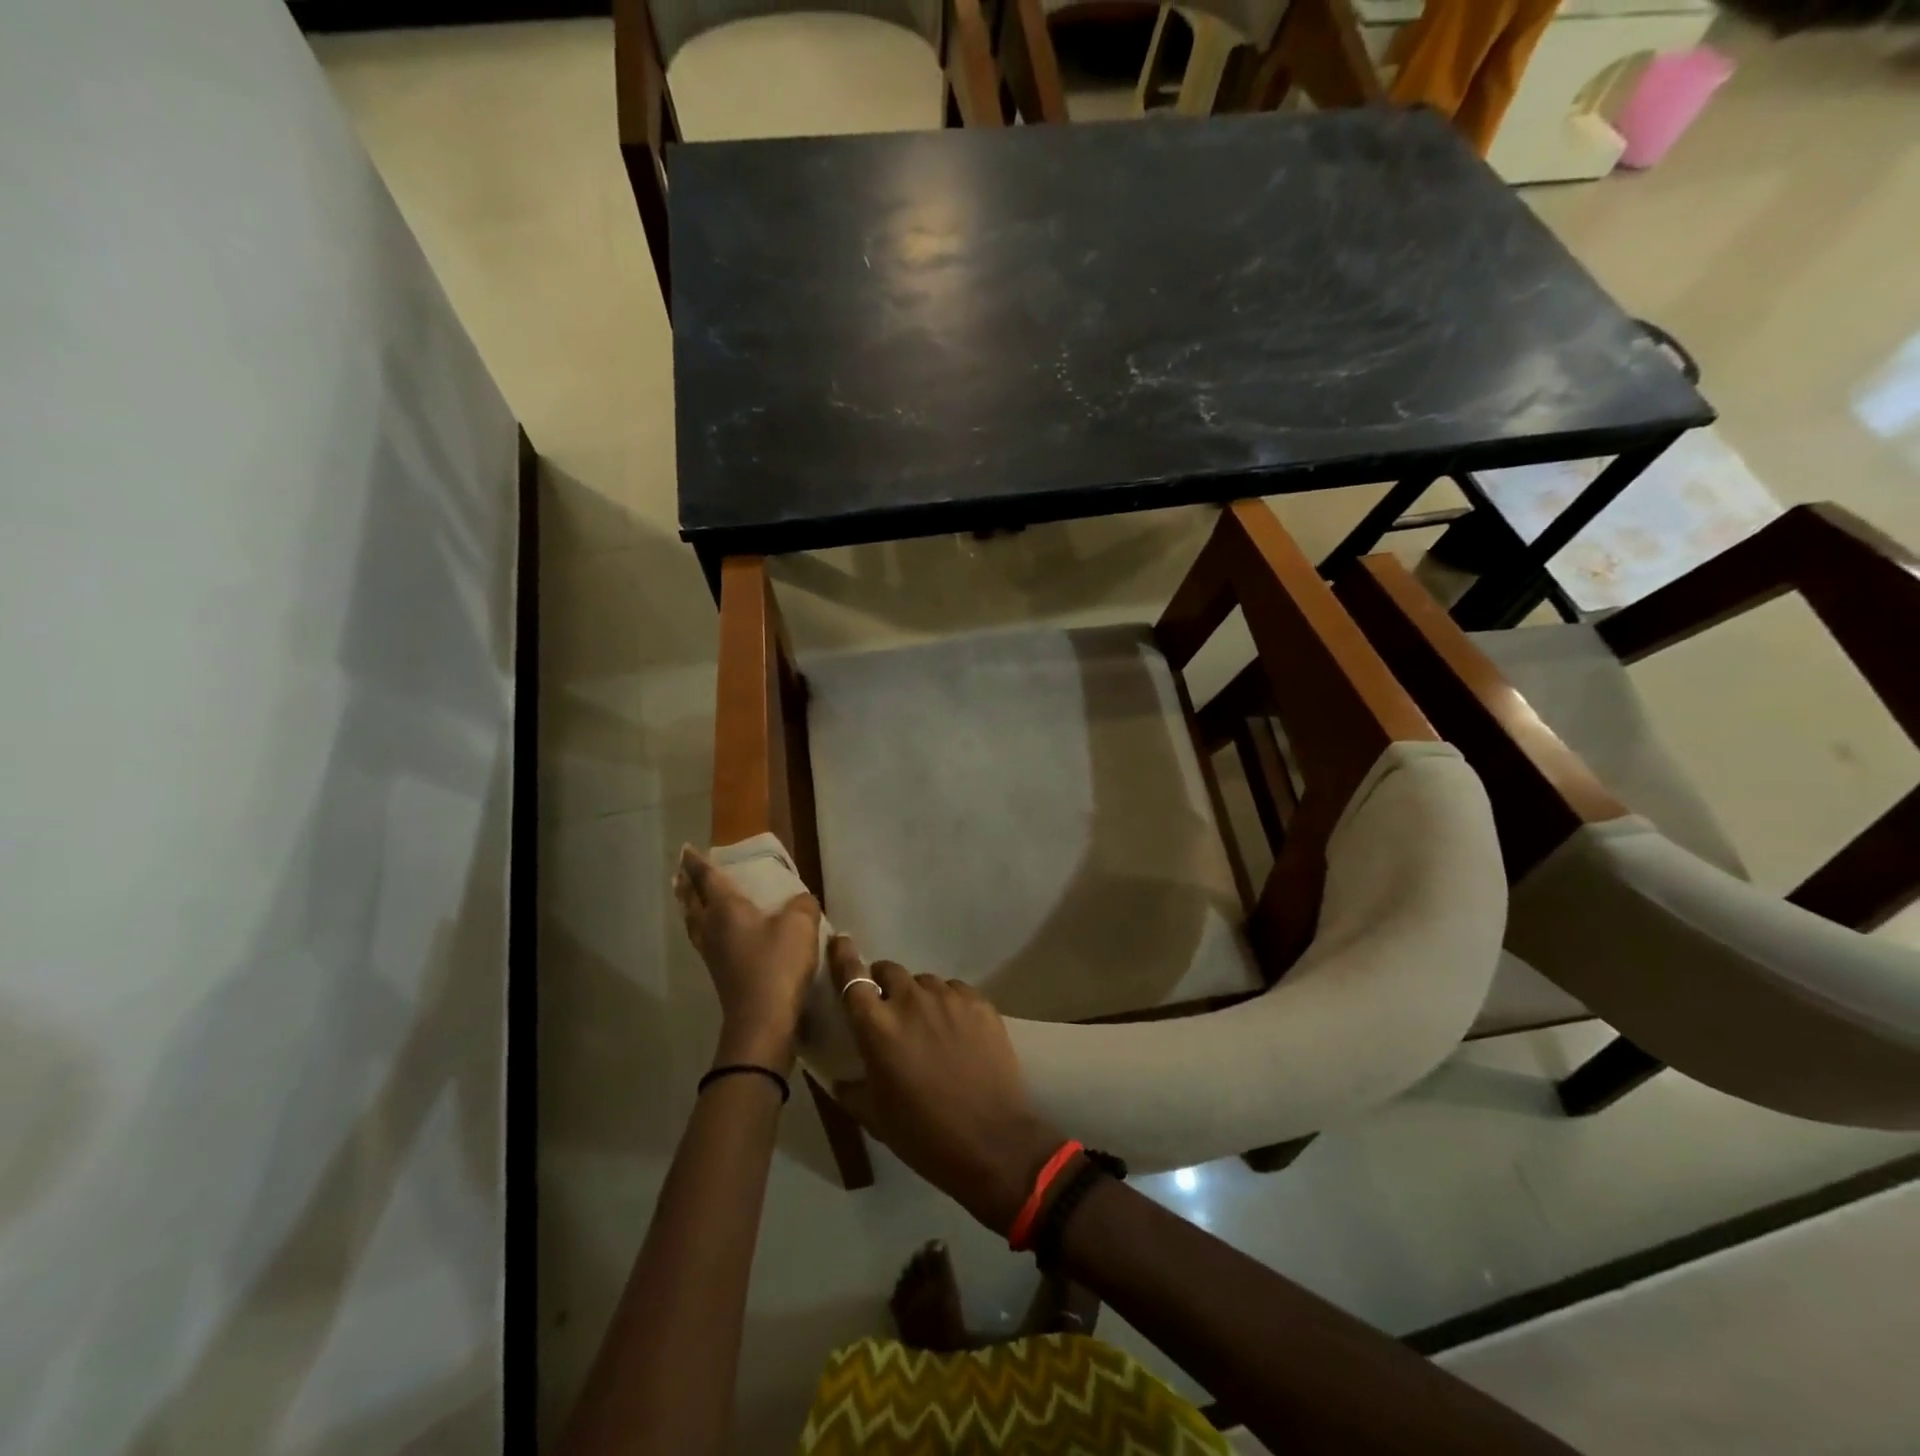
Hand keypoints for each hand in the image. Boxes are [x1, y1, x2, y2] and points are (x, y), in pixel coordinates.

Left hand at [673, 845, 821, 1073]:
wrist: (763, 1020)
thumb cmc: (777, 964)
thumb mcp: (800, 925)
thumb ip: (803, 905)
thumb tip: (801, 900)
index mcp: (725, 909)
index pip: (707, 878)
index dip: (697, 863)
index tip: (686, 849)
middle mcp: (712, 928)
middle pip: (692, 901)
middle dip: (687, 885)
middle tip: (682, 873)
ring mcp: (712, 953)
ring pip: (694, 923)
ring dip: (690, 907)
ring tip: (691, 899)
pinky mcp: (720, 974)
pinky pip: (704, 939)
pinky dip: (703, 927)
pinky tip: (716, 932)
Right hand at [828, 938, 1065, 1234]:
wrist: (991, 1141)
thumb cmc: (923, 1134)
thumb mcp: (874, 1116)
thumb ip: (851, 1087)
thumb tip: (841, 1075)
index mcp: (877, 1027)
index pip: (851, 978)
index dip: (843, 957)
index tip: (840, 942)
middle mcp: (910, 1001)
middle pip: (889, 971)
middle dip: (884, 985)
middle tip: (890, 1012)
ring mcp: (949, 998)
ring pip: (924, 982)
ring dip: (918, 997)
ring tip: (928, 1028)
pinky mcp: (980, 1003)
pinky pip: (956, 991)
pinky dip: (949, 1004)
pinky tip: (956, 1032)